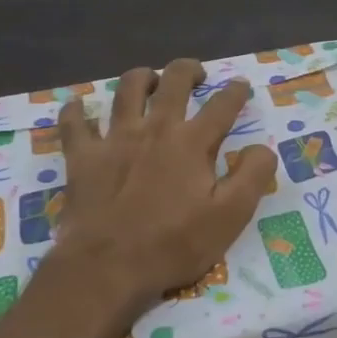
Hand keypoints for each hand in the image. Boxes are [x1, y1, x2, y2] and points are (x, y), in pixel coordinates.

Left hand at [55, 59, 275, 317]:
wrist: (107, 267)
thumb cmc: (173, 244)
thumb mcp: (230, 217)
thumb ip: (252, 176)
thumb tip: (262, 147)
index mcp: (191, 143)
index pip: (221, 105)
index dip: (235, 92)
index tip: (241, 85)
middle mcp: (154, 129)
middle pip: (172, 82)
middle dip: (188, 70)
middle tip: (196, 73)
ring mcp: (114, 139)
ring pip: (126, 89)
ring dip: (141, 76)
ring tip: (150, 78)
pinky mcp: (83, 157)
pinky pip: (74, 124)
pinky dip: (75, 110)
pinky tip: (77, 105)